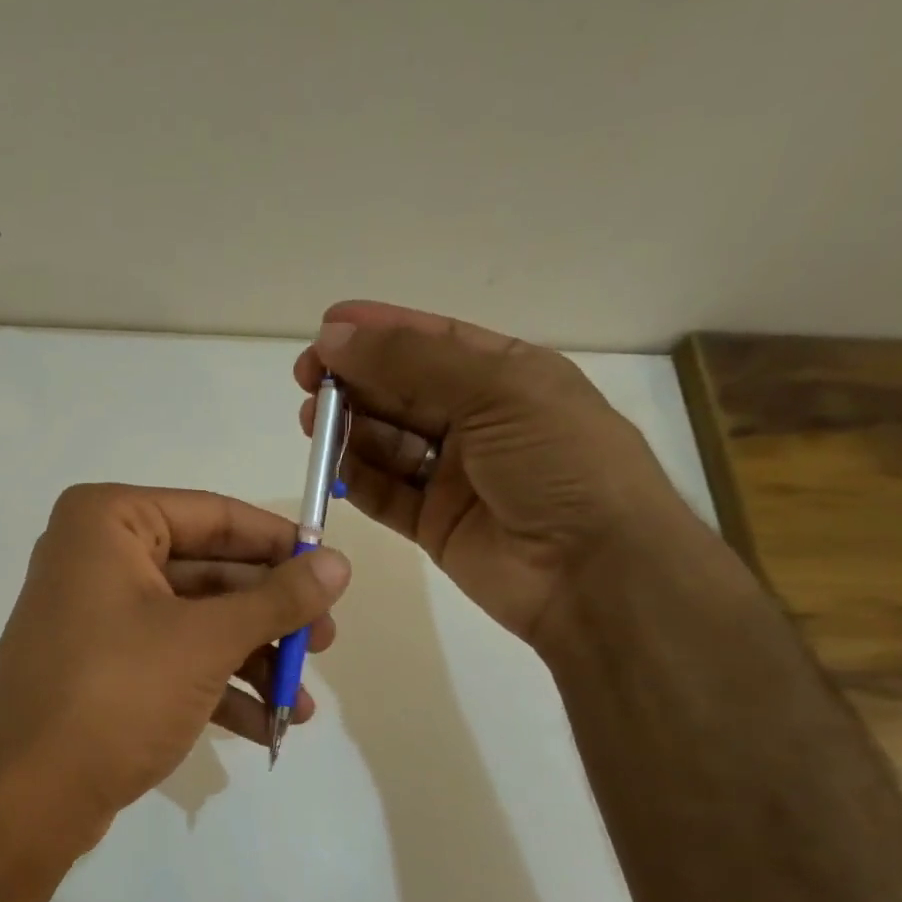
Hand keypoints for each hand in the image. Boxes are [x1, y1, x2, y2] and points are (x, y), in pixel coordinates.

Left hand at [0, 484, 350, 827]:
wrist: (30, 797)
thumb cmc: (118, 694)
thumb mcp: (207, 641)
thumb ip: (277, 599)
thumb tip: (338, 562)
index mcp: (109, 522)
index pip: (214, 516)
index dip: (279, 544)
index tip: (332, 569)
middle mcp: (97, 556)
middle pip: (209, 573)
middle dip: (270, 617)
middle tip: (326, 642)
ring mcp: (97, 614)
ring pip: (194, 621)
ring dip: (252, 661)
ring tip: (301, 703)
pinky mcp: (101, 665)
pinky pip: (171, 658)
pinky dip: (218, 687)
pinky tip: (267, 725)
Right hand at [297, 300, 698, 646]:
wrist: (595, 571)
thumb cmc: (560, 462)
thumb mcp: (497, 391)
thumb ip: (411, 363)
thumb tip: (334, 339)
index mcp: (508, 377)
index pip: (433, 342)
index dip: (380, 332)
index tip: (326, 330)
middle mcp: (479, 422)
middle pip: (403, 391)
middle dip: (356, 380)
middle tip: (307, 379)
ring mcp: (455, 476)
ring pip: (388, 442)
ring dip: (349, 428)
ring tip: (312, 421)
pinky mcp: (435, 523)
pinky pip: (386, 493)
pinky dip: (357, 479)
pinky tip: (330, 465)